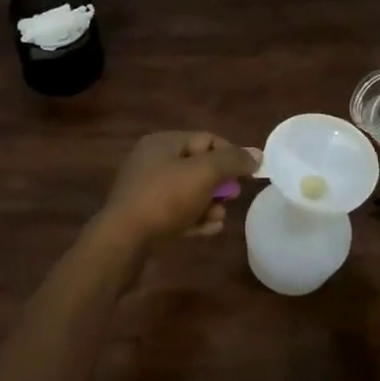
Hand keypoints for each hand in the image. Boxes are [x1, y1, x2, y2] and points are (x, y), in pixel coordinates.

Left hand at [92, 131, 258, 246]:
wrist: (122, 241)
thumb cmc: (164, 198)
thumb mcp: (204, 173)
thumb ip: (232, 161)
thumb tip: (257, 154)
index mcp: (163, 143)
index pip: (206, 139)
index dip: (231, 153)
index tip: (249, 173)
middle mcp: (153, 162)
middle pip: (198, 166)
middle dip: (220, 182)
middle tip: (233, 196)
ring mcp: (147, 191)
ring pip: (189, 192)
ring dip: (209, 203)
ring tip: (219, 217)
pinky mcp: (146, 217)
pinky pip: (178, 213)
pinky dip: (195, 219)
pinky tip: (210, 229)